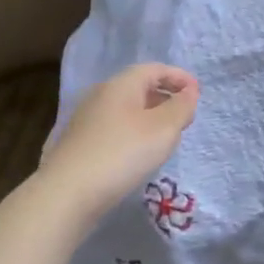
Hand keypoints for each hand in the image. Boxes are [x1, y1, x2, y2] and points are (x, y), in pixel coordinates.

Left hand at [37, 63, 199, 219]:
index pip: (155, 69)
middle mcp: (101, 95)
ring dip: (149, 117)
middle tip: (184, 116)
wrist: (66, 194)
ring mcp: (86, 120)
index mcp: (121, 84)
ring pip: (125, 109)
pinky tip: (137, 154)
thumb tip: (189, 92)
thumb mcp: (163, 129)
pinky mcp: (78, 144)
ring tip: (165, 137)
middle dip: (164, 97)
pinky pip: (114, 128)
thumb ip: (181, 107)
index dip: (179, 77)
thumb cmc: (122, 154)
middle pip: (138, 87)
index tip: (197, 93)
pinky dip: (132, 133)